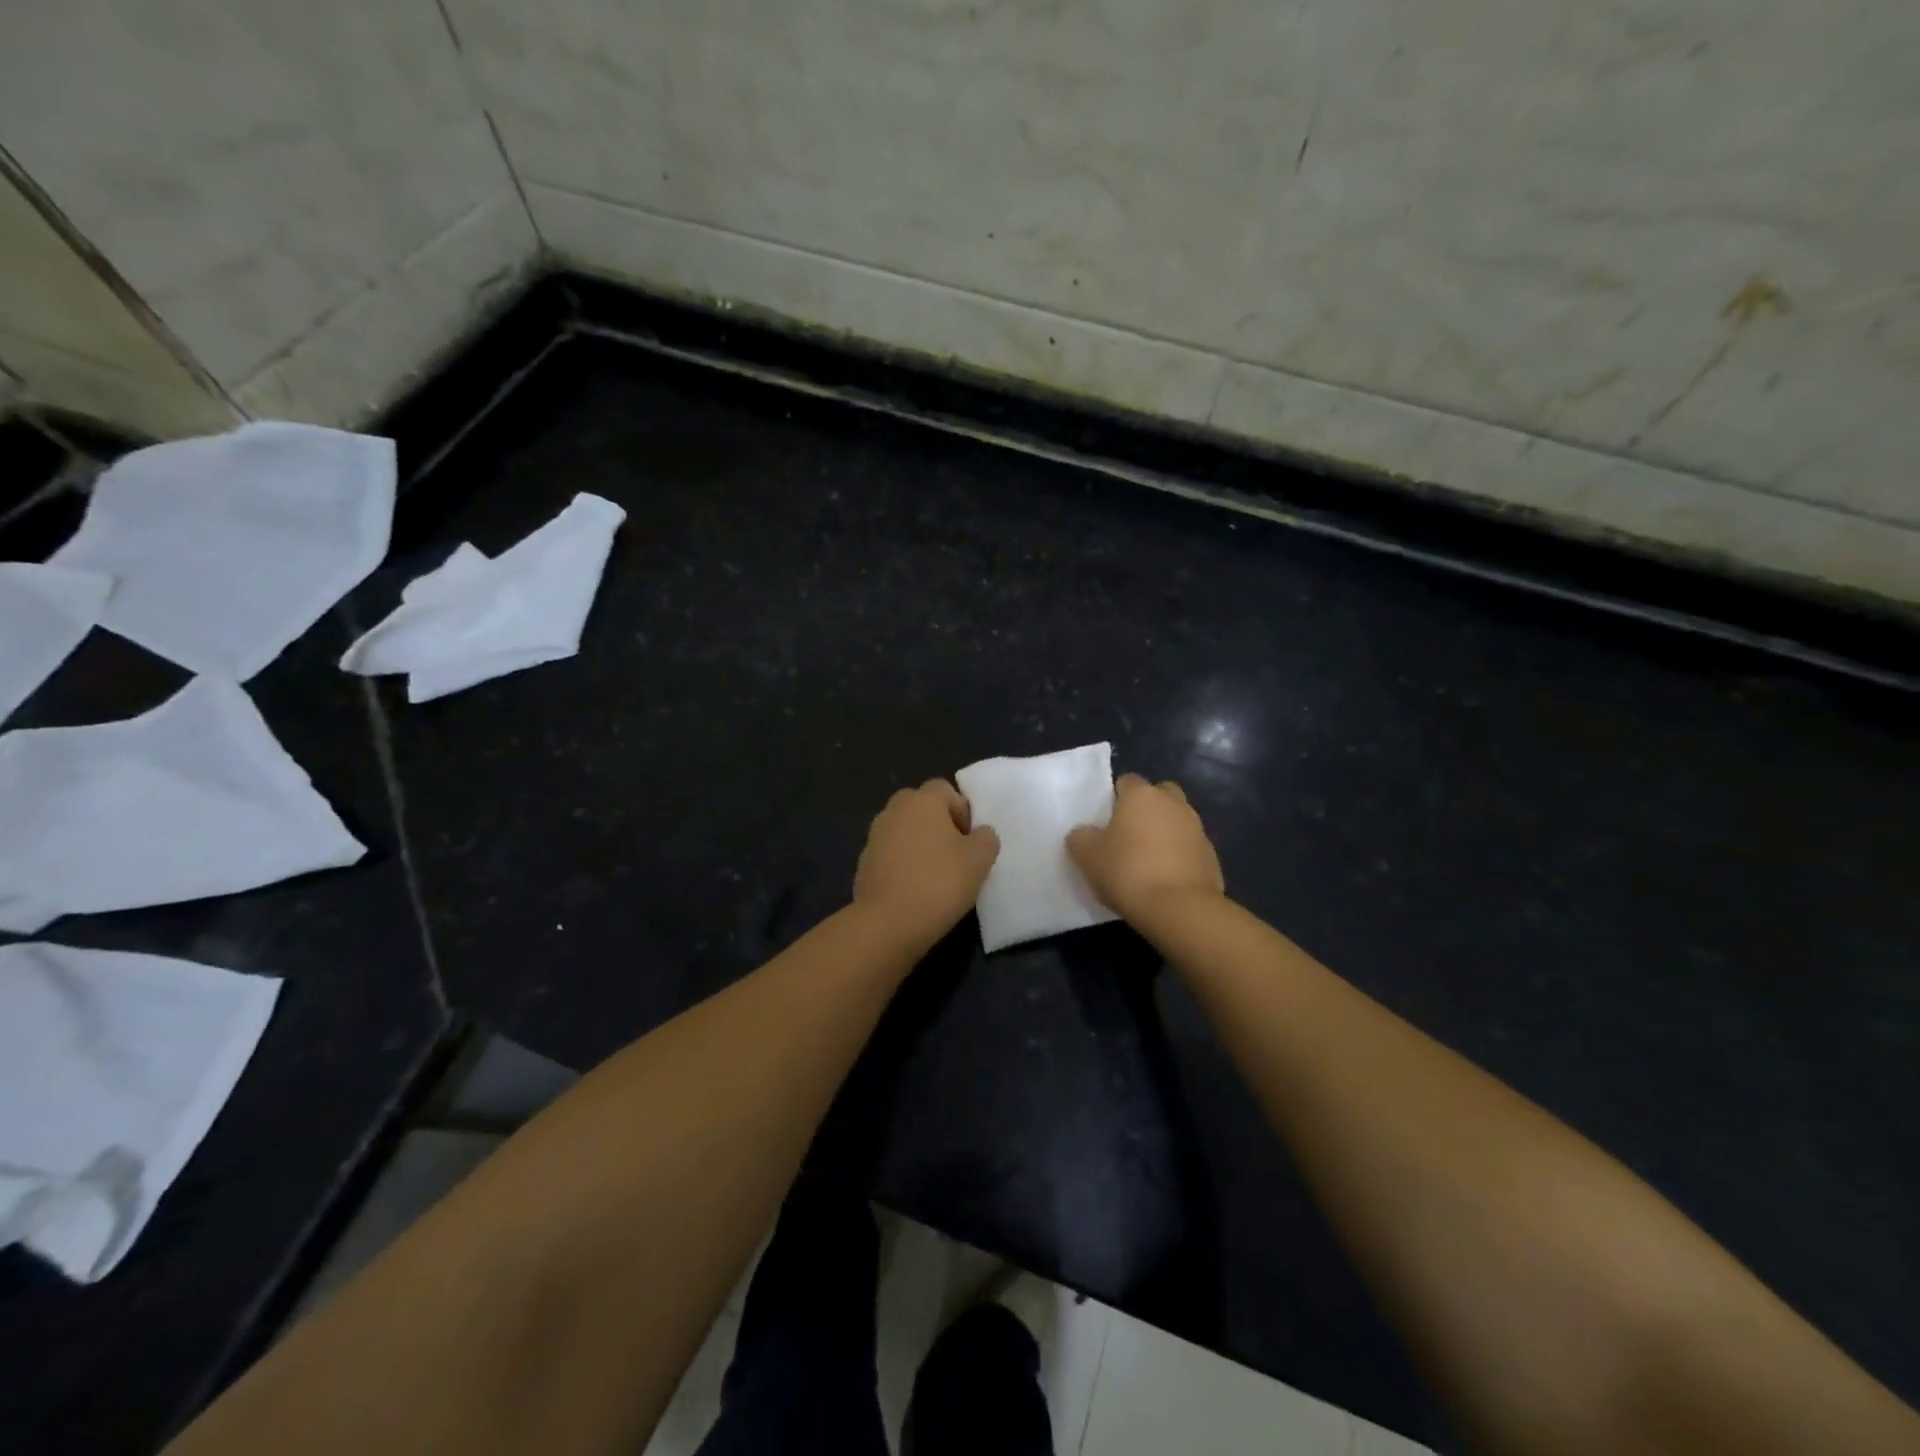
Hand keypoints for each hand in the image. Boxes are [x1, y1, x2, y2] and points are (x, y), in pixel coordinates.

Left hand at [853, 779, 999, 944]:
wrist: (887, 923)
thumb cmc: (939, 883)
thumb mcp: (979, 860)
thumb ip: (986, 838)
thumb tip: (980, 833)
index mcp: (922, 800)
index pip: (945, 789)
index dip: (962, 811)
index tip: (970, 840)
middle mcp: (894, 810)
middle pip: (922, 807)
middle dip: (939, 825)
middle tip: (955, 854)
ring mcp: (874, 836)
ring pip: (905, 831)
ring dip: (920, 844)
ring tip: (936, 875)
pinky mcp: (864, 863)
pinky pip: (891, 854)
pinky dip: (903, 865)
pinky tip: (914, 890)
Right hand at [1067, 773, 1223, 919]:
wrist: (1180, 909)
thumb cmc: (1128, 872)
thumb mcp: (1087, 856)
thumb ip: (1081, 837)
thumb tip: (1084, 833)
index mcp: (1142, 795)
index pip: (1126, 781)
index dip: (1115, 799)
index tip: (1105, 822)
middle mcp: (1173, 803)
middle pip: (1159, 795)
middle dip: (1147, 809)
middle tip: (1129, 834)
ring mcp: (1197, 829)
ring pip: (1177, 821)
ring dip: (1165, 833)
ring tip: (1147, 861)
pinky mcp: (1211, 856)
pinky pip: (1189, 848)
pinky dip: (1179, 856)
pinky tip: (1165, 879)